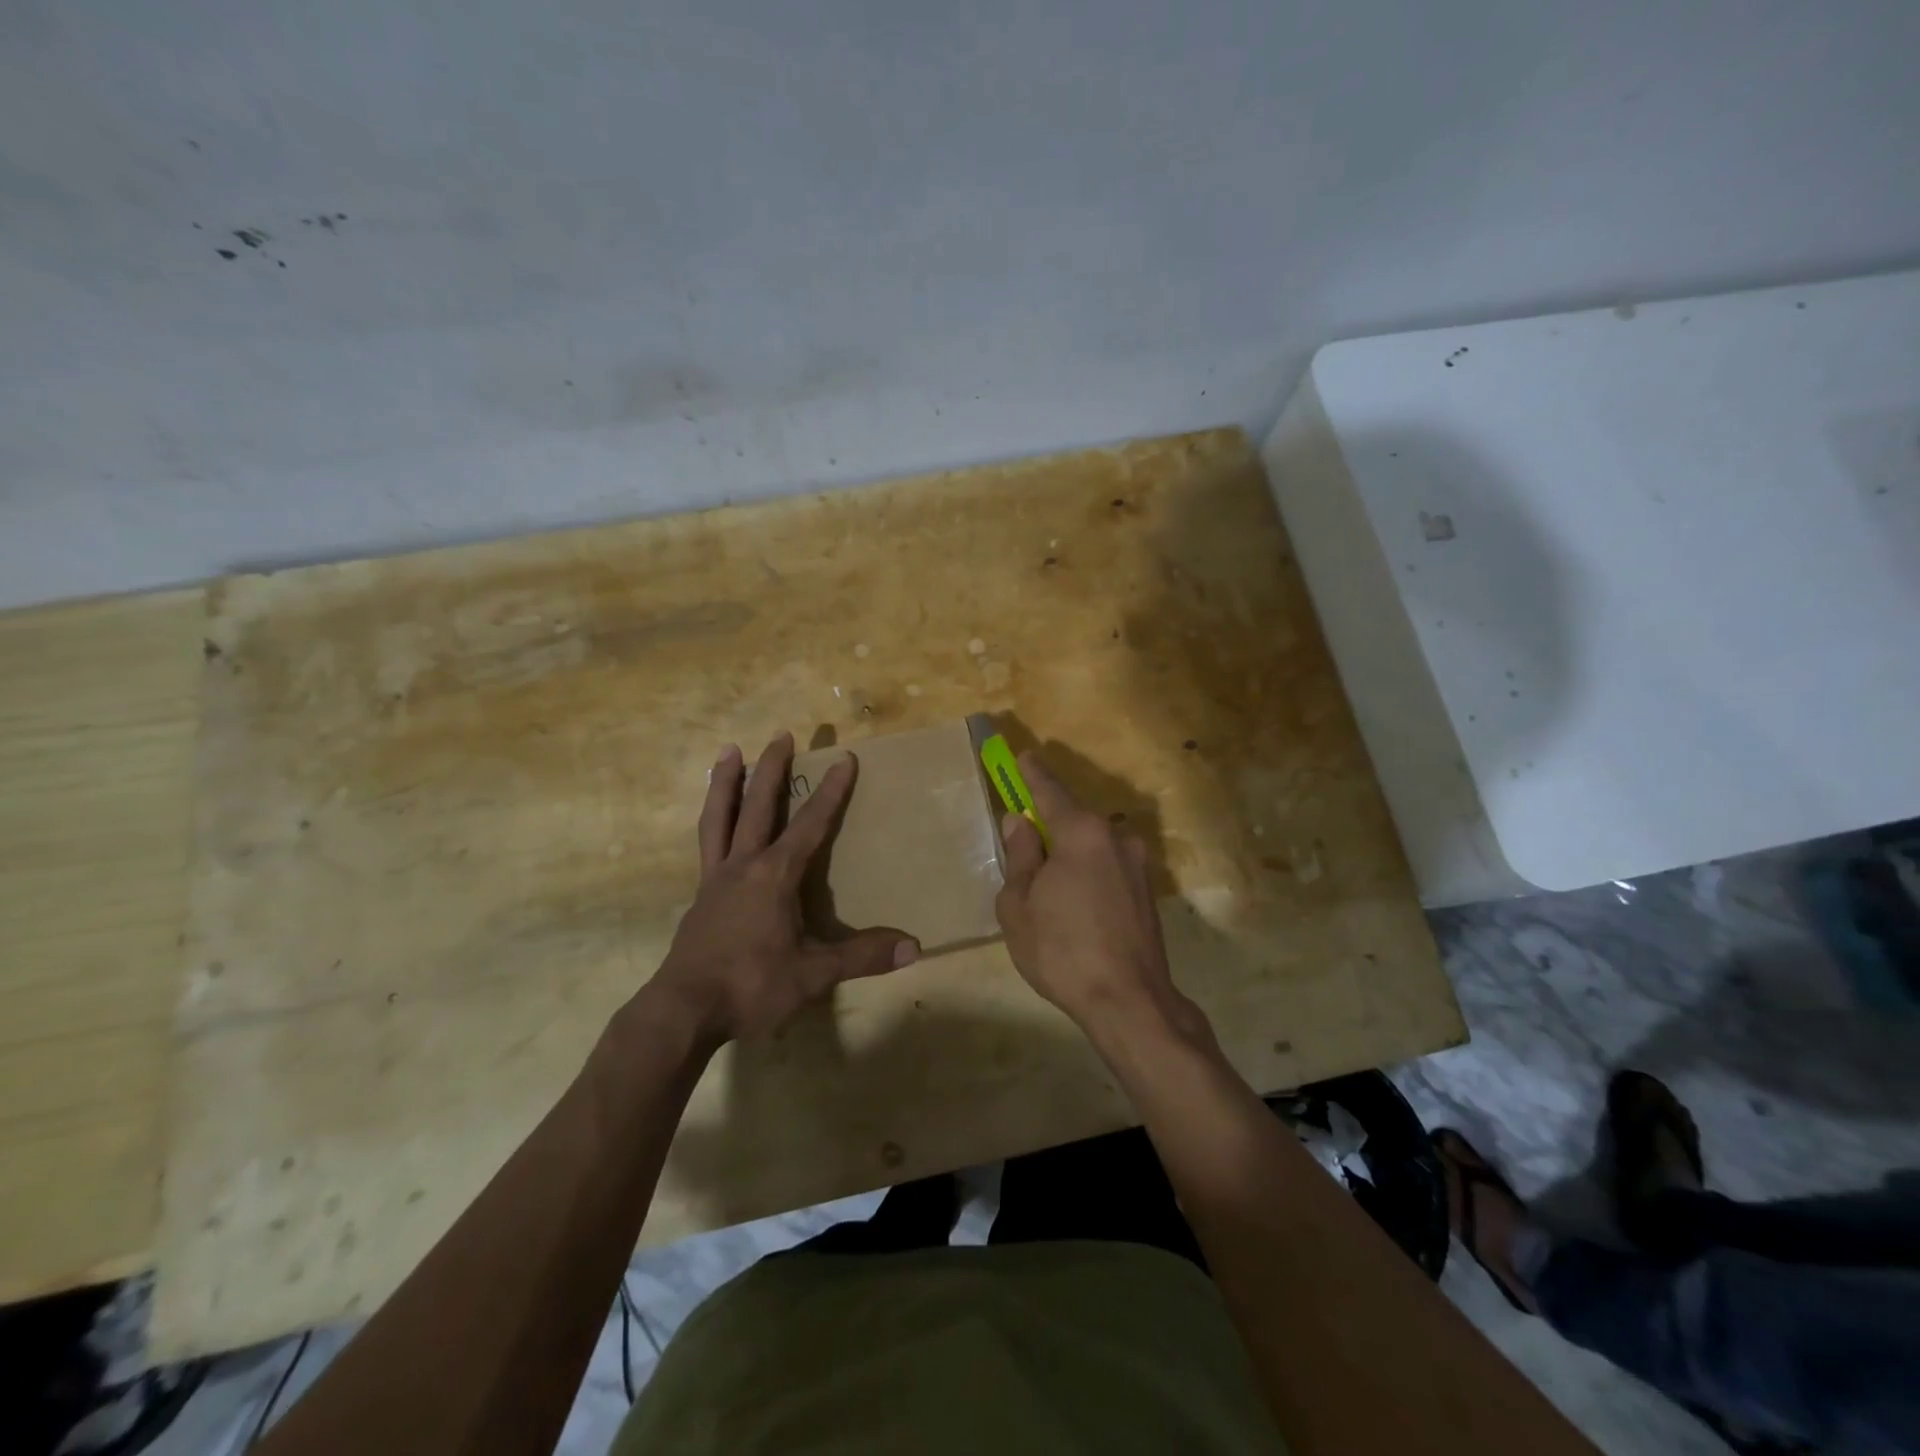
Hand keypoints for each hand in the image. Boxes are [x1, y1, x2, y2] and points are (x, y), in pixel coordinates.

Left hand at [644, 733, 918, 1046]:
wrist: (682, 1011)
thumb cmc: (751, 986)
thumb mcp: (813, 974)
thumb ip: (862, 957)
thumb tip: (914, 947)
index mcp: (774, 876)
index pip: (809, 825)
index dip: (831, 792)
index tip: (844, 759)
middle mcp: (743, 866)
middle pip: (758, 805)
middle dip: (772, 768)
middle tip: (782, 734)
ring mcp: (715, 879)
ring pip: (719, 817)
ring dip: (725, 782)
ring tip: (728, 750)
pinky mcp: (699, 897)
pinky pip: (706, 845)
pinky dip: (713, 820)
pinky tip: (716, 822)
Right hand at [994, 750, 1185, 1030]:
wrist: (1129, 1001)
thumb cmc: (1062, 950)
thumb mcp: (1019, 905)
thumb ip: (1020, 857)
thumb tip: (1020, 823)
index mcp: (1082, 833)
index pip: (1050, 791)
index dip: (1032, 774)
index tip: (1022, 756)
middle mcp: (1115, 837)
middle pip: (1073, 819)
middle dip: (1048, 824)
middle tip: (1024, 841)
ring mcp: (1137, 864)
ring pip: (1091, 845)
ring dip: (1069, 853)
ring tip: (1047, 887)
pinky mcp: (1147, 890)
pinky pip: (1107, 866)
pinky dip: (1087, 872)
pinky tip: (1074, 903)